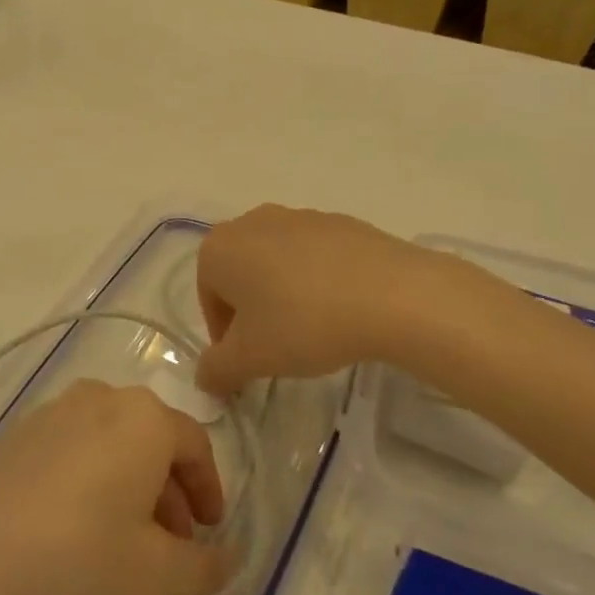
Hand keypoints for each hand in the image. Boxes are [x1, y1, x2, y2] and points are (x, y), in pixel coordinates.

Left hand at [0, 382, 234, 594]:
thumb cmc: (79, 559)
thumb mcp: (156, 573)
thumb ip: (204, 565)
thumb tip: (228, 560)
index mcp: (144, 417)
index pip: (195, 446)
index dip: (209, 491)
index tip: (208, 532)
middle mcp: (102, 396)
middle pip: (153, 440)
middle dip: (170, 492)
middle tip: (170, 544)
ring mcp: (54, 410)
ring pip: (112, 441)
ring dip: (131, 483)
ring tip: (124, 539)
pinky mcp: (18, 431)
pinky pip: (74, 445)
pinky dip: (91, 476)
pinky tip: (76, 524)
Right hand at [196, 205, 432, 394]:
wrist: (390, 294)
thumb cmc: (303, 323)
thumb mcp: (250, 359)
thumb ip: (216, 371)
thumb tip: (205, 378)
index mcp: (219, 248)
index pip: (208, 298)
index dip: (224, 336)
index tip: (249, 362)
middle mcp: (252, 222)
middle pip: (240, 276)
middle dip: (252, 312)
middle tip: (277, 348)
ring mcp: (297, 216)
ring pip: (276, 264)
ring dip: (284, 296)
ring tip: (312, 331)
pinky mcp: (338, 221)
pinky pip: (314, 257)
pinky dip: (317, 281)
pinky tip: (340, 310)